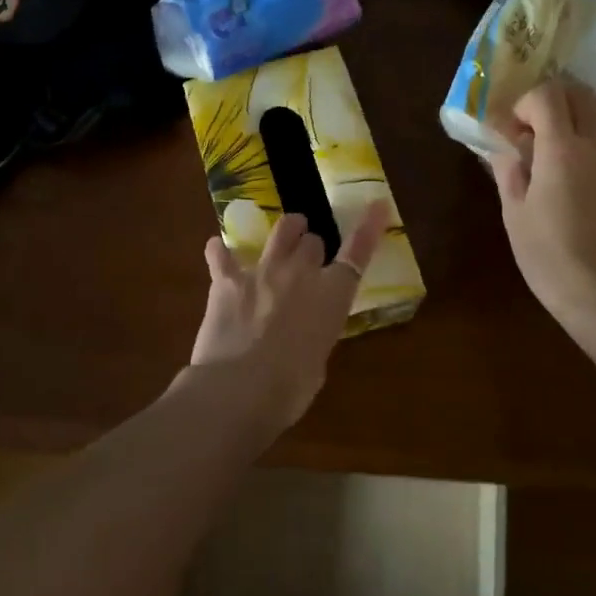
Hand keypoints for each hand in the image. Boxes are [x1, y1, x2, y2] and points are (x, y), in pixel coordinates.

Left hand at [190, 203, 390, 424]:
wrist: (239, 389)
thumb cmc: (290, 389)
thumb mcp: (317, 361)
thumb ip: (315, 335)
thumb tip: (303, 333)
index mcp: (332, 295)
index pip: (358, 252)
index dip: (369, 227)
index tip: (377, 205)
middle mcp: (300, 273)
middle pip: (313, 240)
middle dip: (312, 248)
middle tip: (308, 260)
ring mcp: (262, 270)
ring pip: (280, 231)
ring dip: (285, 232)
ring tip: (284, 235)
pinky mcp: (226, 278)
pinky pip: (221, 253)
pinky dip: (220, 251)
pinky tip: (217, 251)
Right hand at [492, 78, 595, 331]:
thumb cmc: (548, 256)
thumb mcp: (514, 213)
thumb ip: (509, 169)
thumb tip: (504, 145)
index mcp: (563, 150)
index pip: (548, 94)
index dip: (525, 103)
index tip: (513, 130)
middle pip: (584, 95)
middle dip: (555, 99)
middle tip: (535, 128)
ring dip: (580, 117)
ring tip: (559, 148)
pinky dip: (595, 150)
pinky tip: (581, 189)